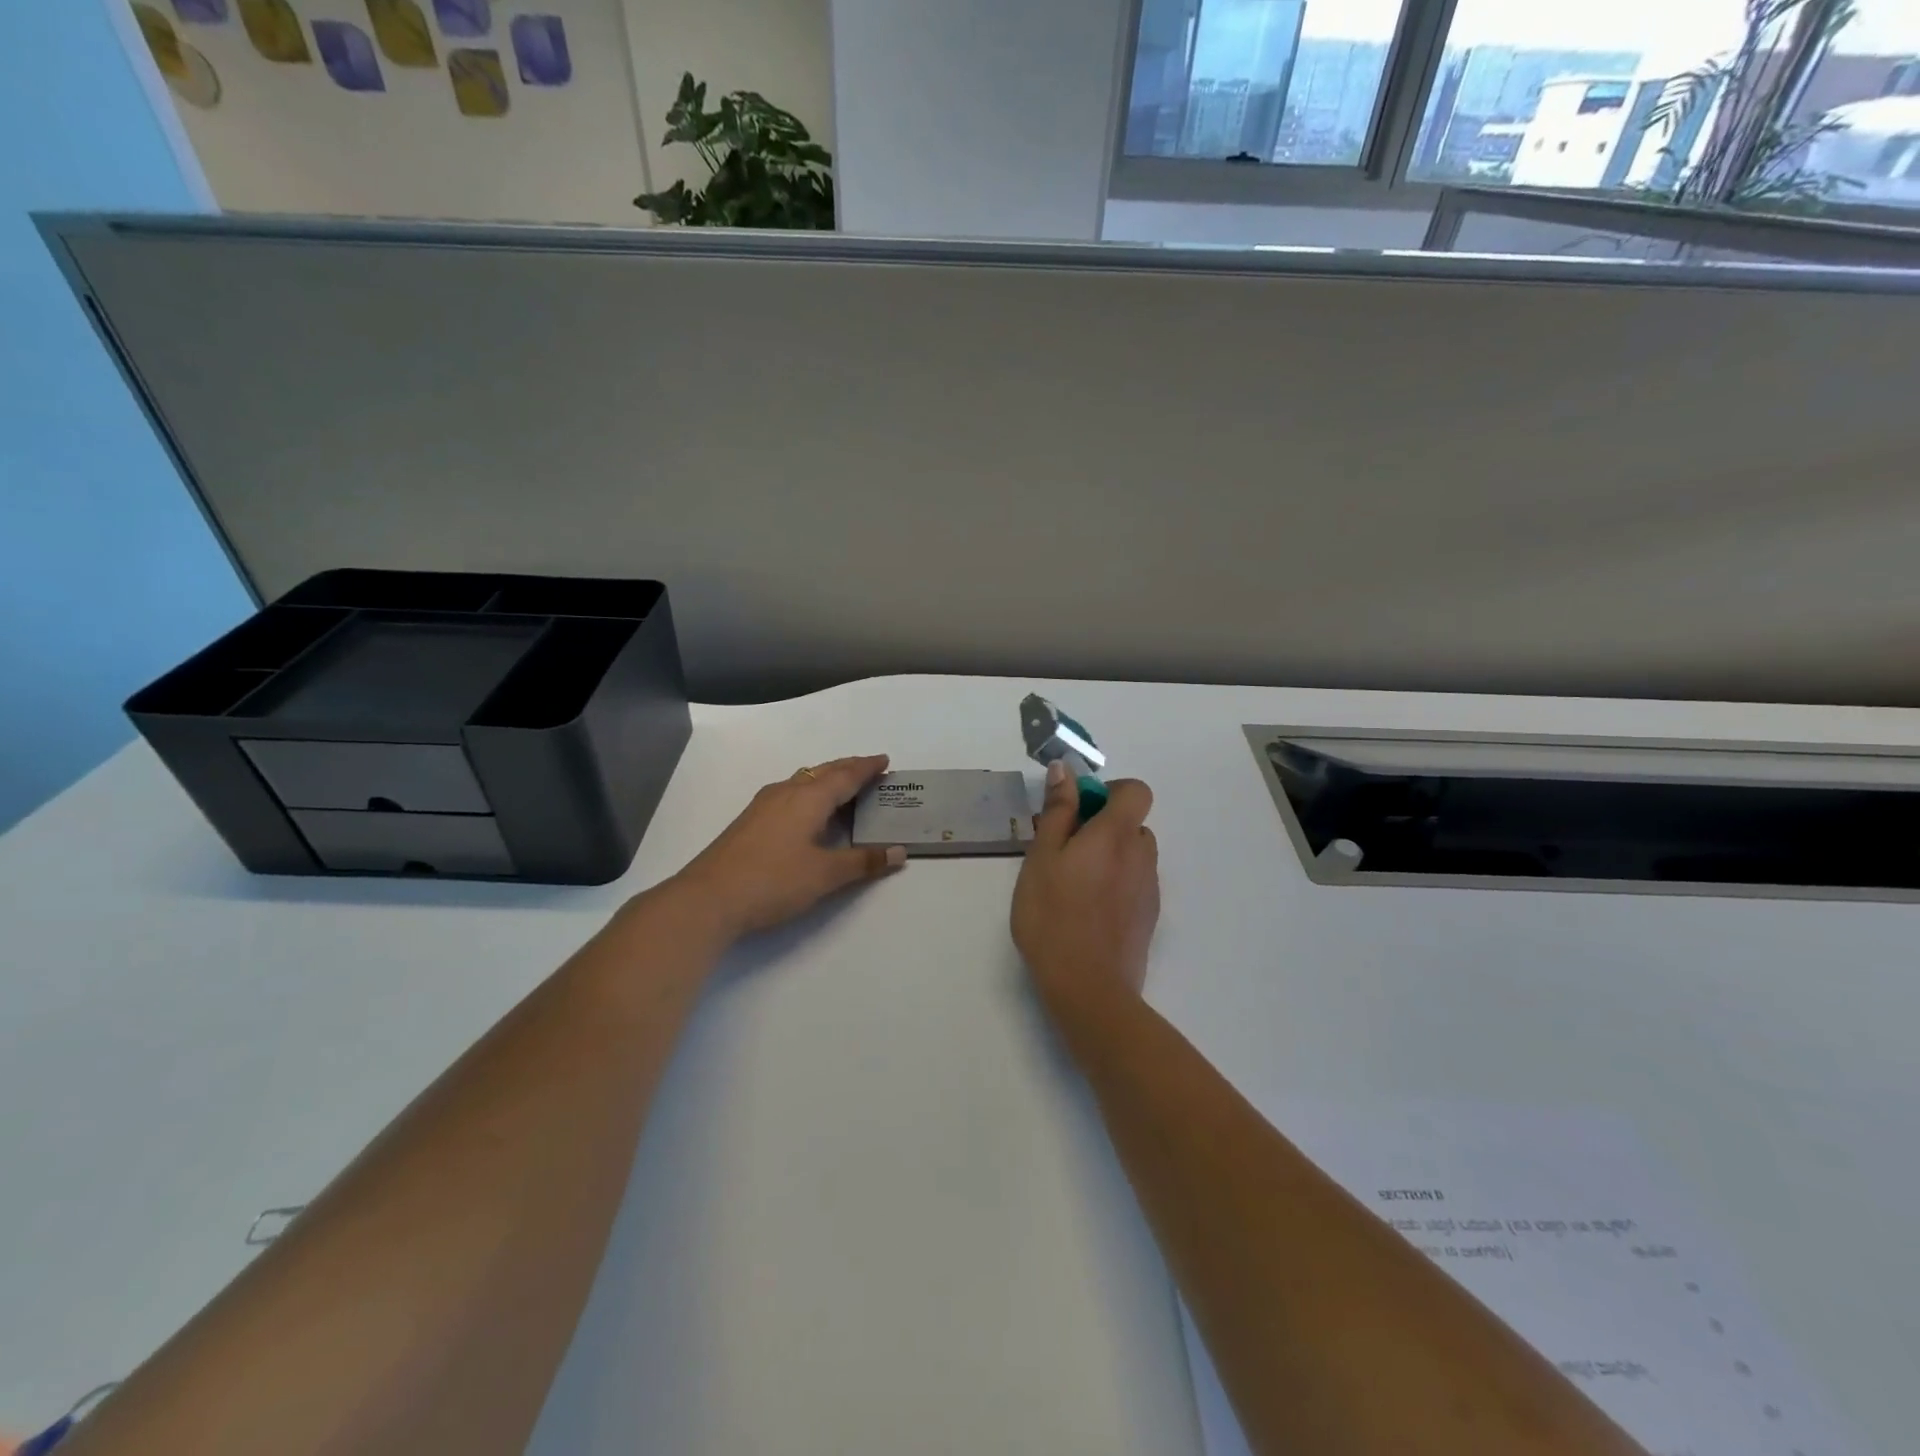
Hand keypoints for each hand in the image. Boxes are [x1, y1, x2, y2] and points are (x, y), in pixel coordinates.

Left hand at [668, 755, 905, 939]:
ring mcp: (763, 806)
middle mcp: (786, 792)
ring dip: (826, 779)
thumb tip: (899, 852)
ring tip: (843, 788)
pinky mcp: (750, 822)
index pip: (845, 775)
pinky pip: (789, 794)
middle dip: (848, 768)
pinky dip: (809, 793)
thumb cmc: (773, 881)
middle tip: (869, 769)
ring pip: (802, 781)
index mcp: (808, 798)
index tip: (885, 761)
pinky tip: (806, 811)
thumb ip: (863, 861)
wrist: (708, 899)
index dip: (867, 768)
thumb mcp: (825, 874)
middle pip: (823, 772)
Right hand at [1011, 761, 1159, 1021]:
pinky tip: (1087, 910)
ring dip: (1110, 856)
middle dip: (1103, 826)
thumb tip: (1065, 770)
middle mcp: (1142, 856)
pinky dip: (1115, 883)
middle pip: (1133, 823)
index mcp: (1117, 834)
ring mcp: (1149, 888)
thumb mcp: (1042, 857)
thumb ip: (1058, 811)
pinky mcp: (1149, 917)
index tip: (1078, 810)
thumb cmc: (1053, 916)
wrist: (1088, 988)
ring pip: (1133, 855)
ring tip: (1073, 884)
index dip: (1110, 791)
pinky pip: (1135, 883)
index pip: (1136, 790)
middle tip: (1064, 850)